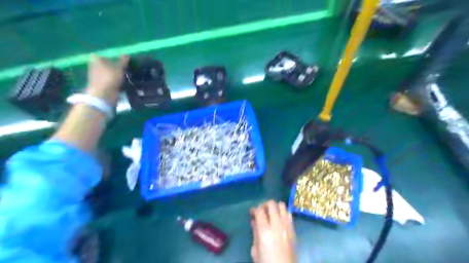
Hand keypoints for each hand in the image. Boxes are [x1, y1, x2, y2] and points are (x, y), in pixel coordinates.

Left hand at [86, 53, 128, 104]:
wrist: (103, 94)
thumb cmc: (110, 77)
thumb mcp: (120, 67)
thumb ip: (123, 60)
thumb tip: (126, 54)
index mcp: (96, 58)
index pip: (106, 55)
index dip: (114, 58)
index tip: (122, 62)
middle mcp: (92, 64)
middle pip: (105, 64)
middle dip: (113, 66)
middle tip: (123, 69)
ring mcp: (93, 74)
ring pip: (106, 72)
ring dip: (113, 74)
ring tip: (122, 77)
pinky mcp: (96, 83)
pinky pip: (106, 79)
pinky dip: (111, 80)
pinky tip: (118, 83)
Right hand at [251, 202, 293, 262]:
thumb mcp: (255, 250)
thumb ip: (255, 232)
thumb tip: (254, 221)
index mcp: (265, 231)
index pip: (259, 210)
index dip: (254, 209)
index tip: (251, 212)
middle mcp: (277, 225)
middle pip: (271, 204)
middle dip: (264, 205)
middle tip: (261, 211)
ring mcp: (287, 226)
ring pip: (282, 205)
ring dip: (275, 207)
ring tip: (271, 214)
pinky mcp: (293, 229)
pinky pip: (289, 214)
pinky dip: (283, 213)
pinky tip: (279, 220)